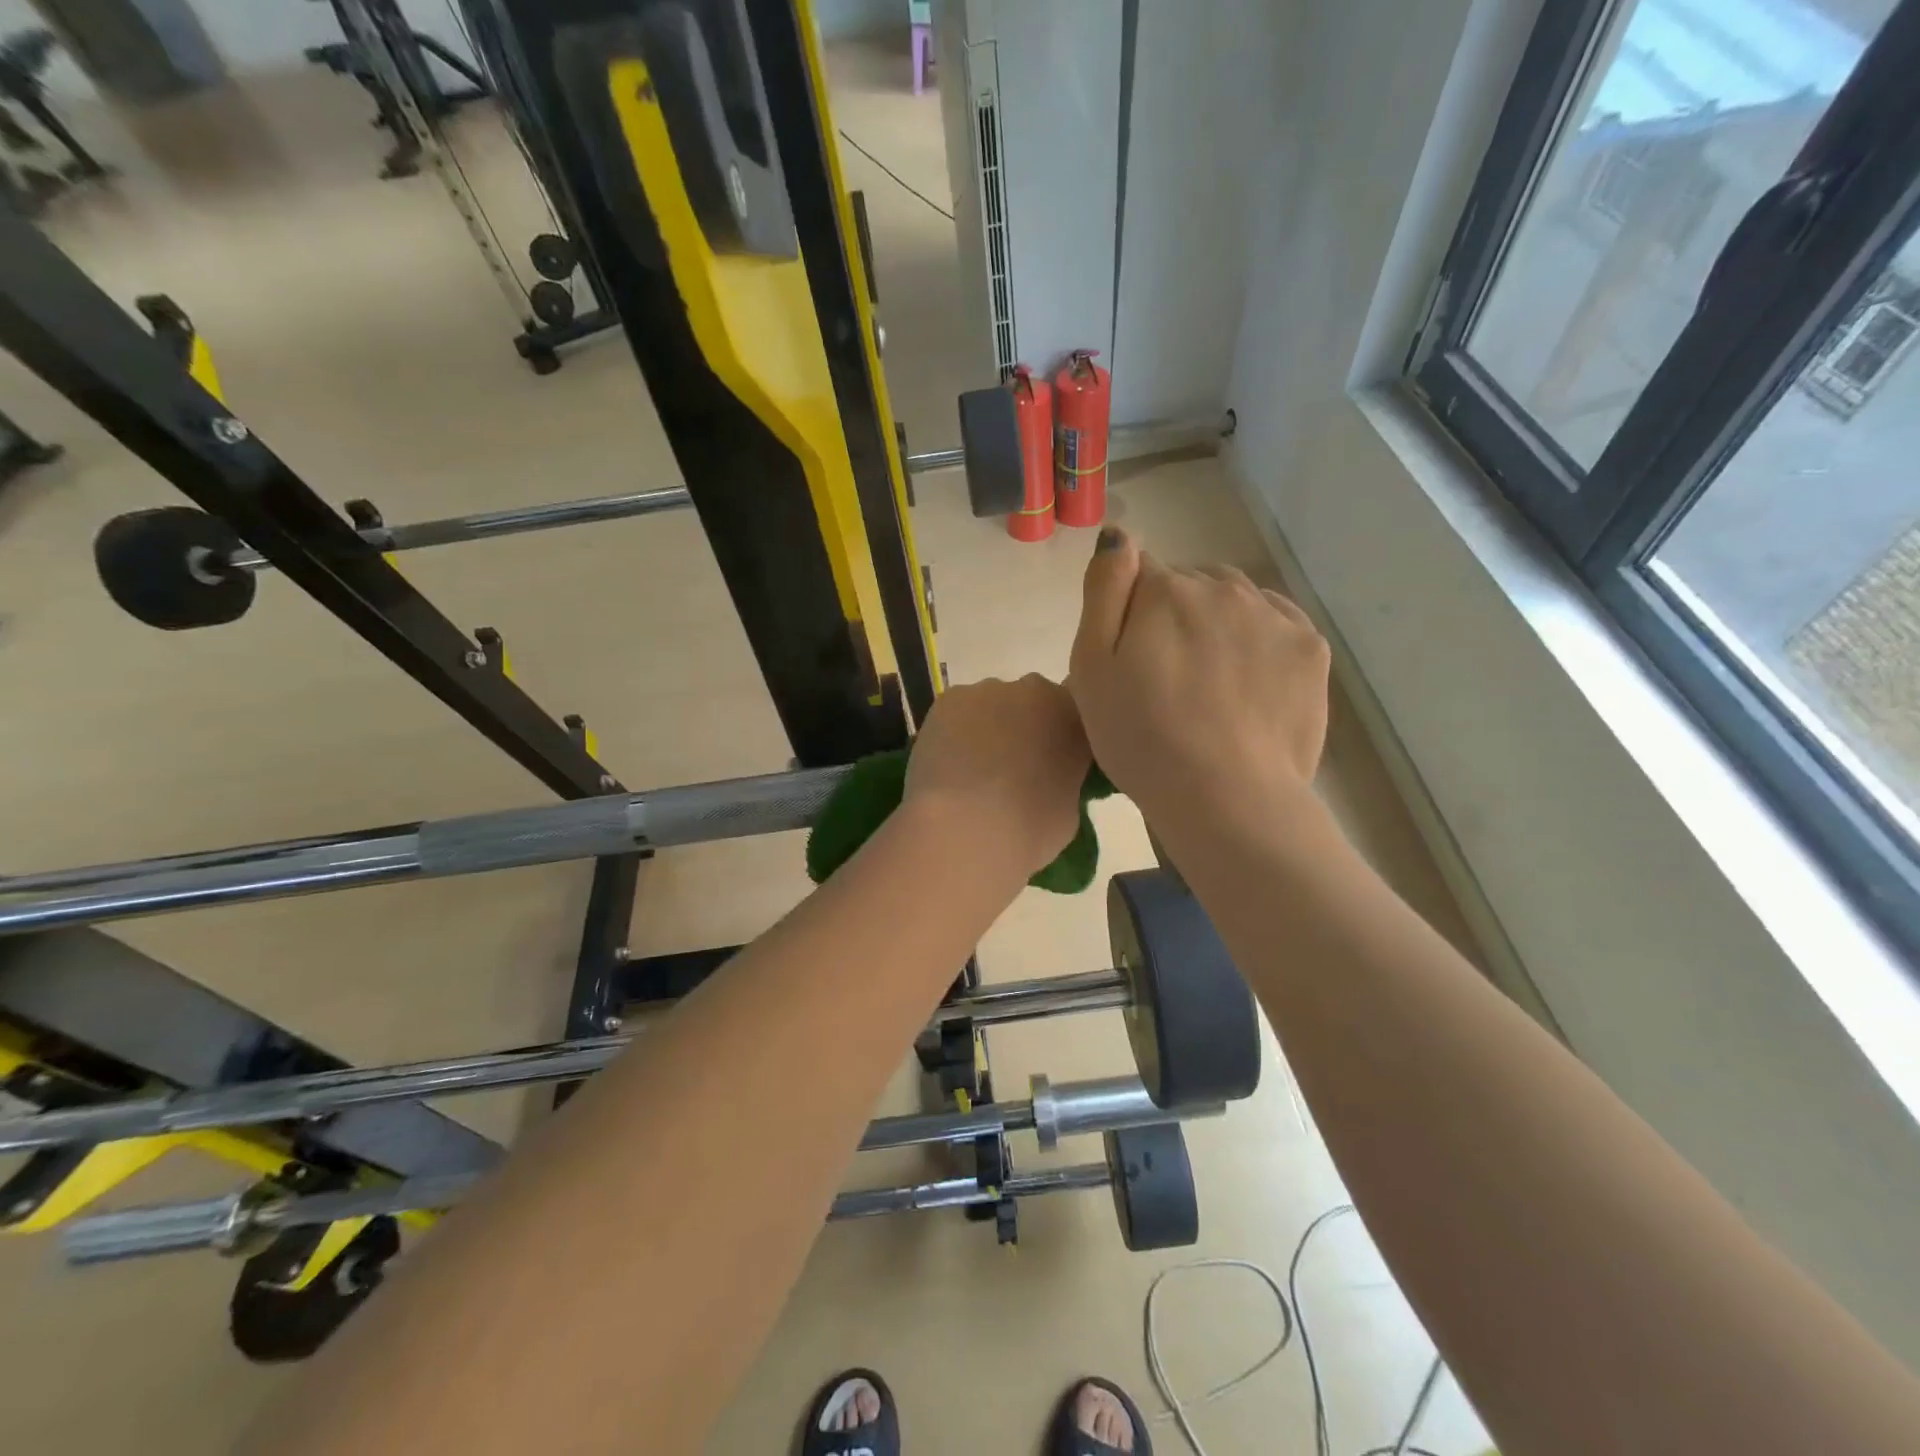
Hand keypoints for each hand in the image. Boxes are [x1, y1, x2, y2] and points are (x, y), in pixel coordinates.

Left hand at [904, 675, 1090, 881]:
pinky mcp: (949, 700)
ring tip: (971, 771)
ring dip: (985, 729)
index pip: (1071, 717)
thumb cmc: (1029, 829)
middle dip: (1021, 728)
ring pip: (989, 705)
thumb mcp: (1068, 810)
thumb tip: (1046, 780)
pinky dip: (952, 732)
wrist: (968, 828)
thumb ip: (1062, 780)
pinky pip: (955, 713)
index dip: (1057, 739)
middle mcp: (1036, 692)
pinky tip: (947, 764)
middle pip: (1030, 703)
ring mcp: (989, 691)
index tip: (1048, 764)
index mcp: (1075, 718)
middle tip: (1009, 768)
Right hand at [1067, 527, 1329, 826]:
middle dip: (1174, 615)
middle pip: (1190, 585)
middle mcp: (1223, 587)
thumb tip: (1120, 535)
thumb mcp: (1091, 667)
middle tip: (1167, 678)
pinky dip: (1258, 641)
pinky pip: (1275, 623)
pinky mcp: (1310, 648)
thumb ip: (1103, 590)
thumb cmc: (1142, 738)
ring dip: (1218, 625)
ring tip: (1210, 683)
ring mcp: (1273, 615)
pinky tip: (1247, 683)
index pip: (1139, 574)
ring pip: (1235, 601)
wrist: (1226, 797)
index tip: (1130, 661)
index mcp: (1165, 590)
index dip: (1129, 615)